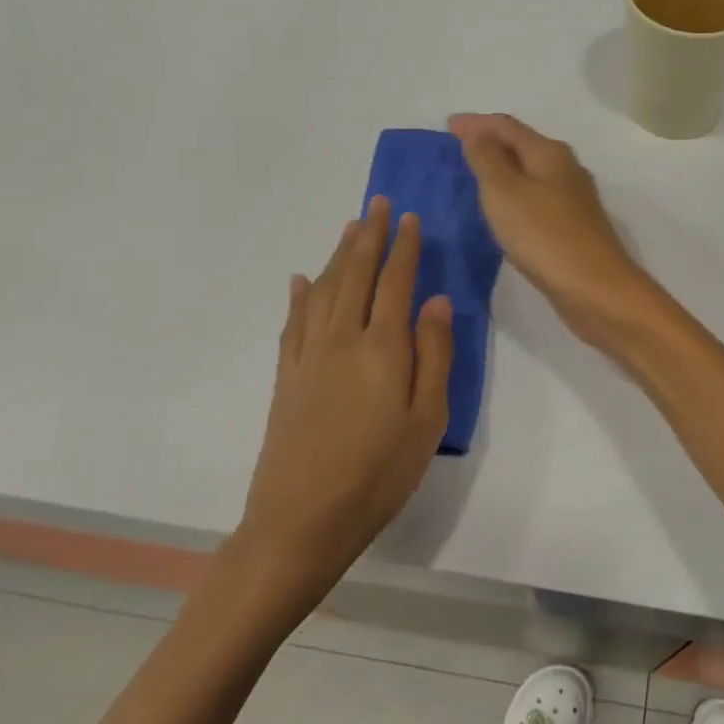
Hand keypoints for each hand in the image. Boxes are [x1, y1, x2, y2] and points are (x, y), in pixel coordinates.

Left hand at [232, 198, 453, 599]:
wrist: (302, 520)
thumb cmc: (379, 473)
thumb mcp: (427, 419)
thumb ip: (434, 355)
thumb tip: (438, 301)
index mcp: (382, 348)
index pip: (395, 283)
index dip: (403, 247)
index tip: (409, 217)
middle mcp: (341, 339)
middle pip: (355, 275)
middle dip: (368, 236)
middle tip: (377, 203)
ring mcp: (307, 356)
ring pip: (322, 290)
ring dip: (337, 255)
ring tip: (349, 228)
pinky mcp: (285, 377)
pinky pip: (292, 322)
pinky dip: (298, 296)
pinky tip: (299, 280)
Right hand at [448, 113, 659, 347]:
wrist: (595, 289)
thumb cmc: (544, 236)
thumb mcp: (505, 192)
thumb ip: (488, 158)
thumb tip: (478, 132)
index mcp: (549, 153)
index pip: (507, 126)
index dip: (476, 123)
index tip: (447, 125)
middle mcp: (565, 169)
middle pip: (523, 146)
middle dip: (491, 142)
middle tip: (458, 148)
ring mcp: (573, 200)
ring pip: (531, 173)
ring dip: (503, 169)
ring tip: (475, 175)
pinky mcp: (573, 227)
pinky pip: (536, 199)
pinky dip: (515, 195)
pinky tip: (504, 210)